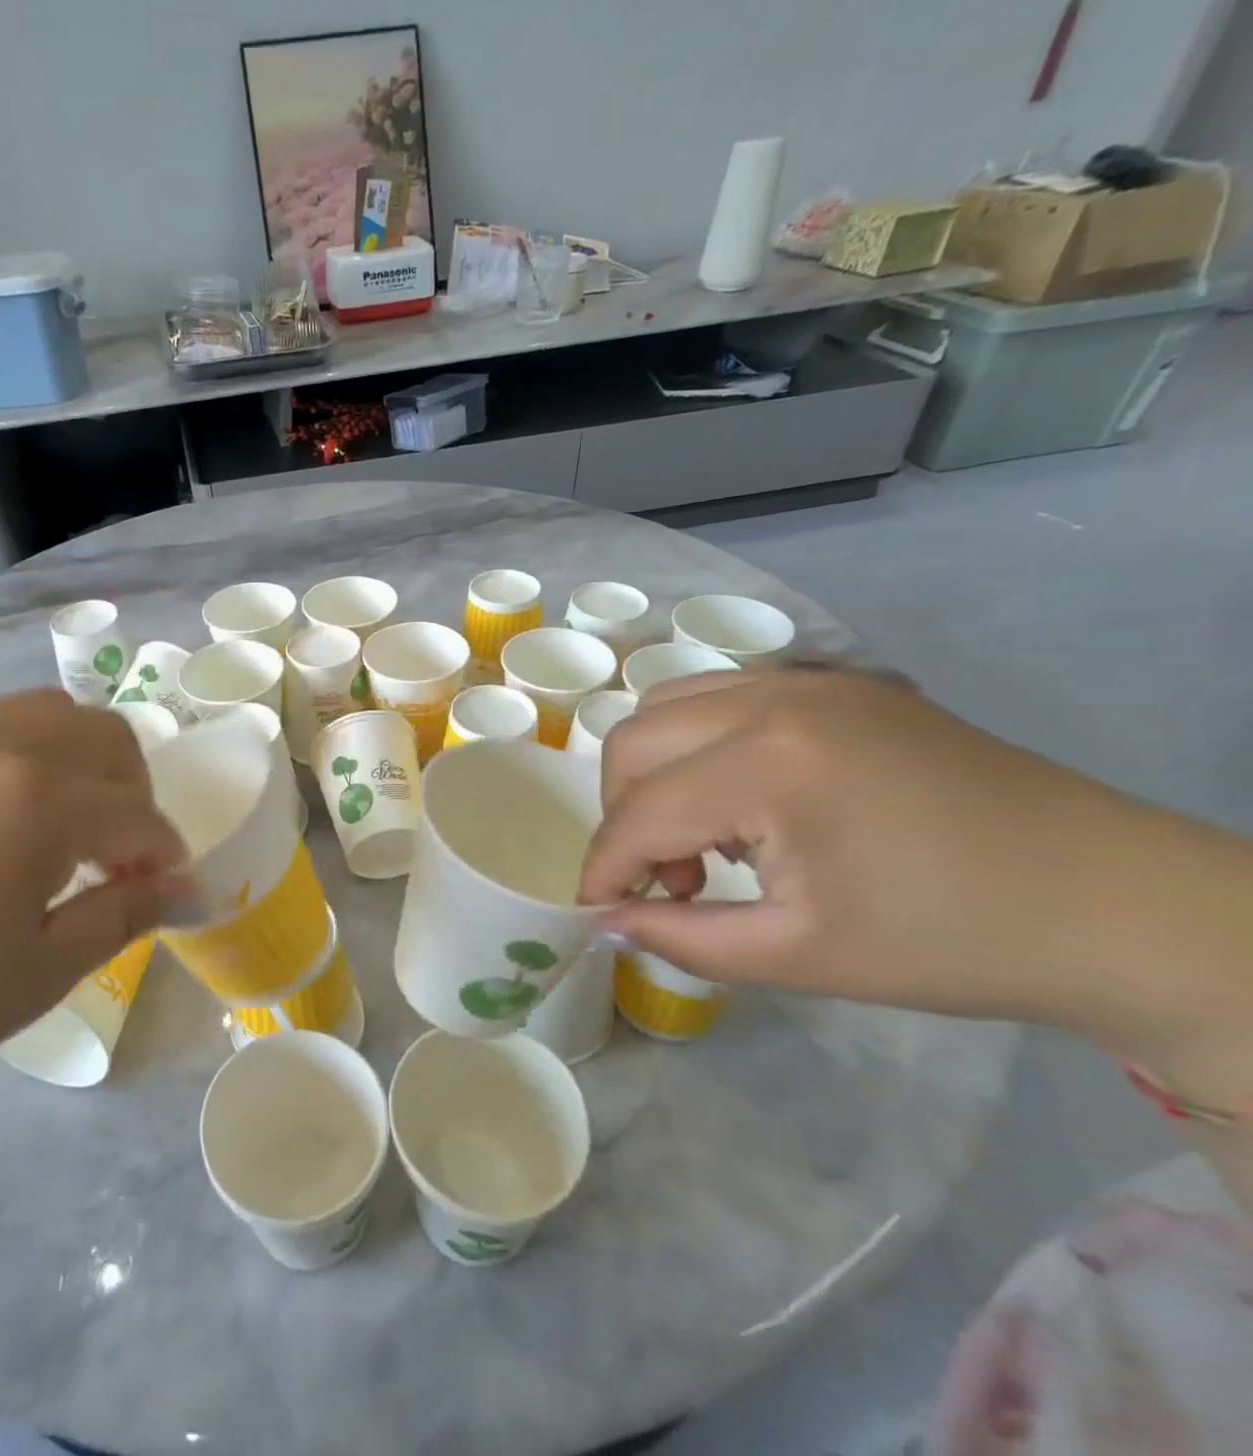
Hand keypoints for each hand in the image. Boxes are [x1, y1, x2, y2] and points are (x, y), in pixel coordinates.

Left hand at [0, 690, 185, 1124]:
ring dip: (87, 761)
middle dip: (136, 796)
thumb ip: (124, 915)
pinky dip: (33, 750)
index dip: (165, 857)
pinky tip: (12, 812)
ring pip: (54, 713)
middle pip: (108, 740)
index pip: (138, 816)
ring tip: (71, 827)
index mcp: (41, 802)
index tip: (170, 893)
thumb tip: (188, 891)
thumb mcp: (39, 973)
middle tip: (122, 862)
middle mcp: (0, 746)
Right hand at [579, 670, 1252, 1068]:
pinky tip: (740, 799)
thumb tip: (604, 921)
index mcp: (772, 764)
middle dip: (622, 816)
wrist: (1116, 904)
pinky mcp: (834, 684)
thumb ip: (681, 936)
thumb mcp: (800, 955)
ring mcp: (808, 680)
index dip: (604, 868)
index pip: (639, 813)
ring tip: (702, 838)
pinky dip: (696, 746)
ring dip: (653, 774)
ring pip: (666, 707)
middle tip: (669, 881)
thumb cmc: (954, 942)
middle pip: (633, 743)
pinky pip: (719, 697)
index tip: (597, 912)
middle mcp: (775, 698)